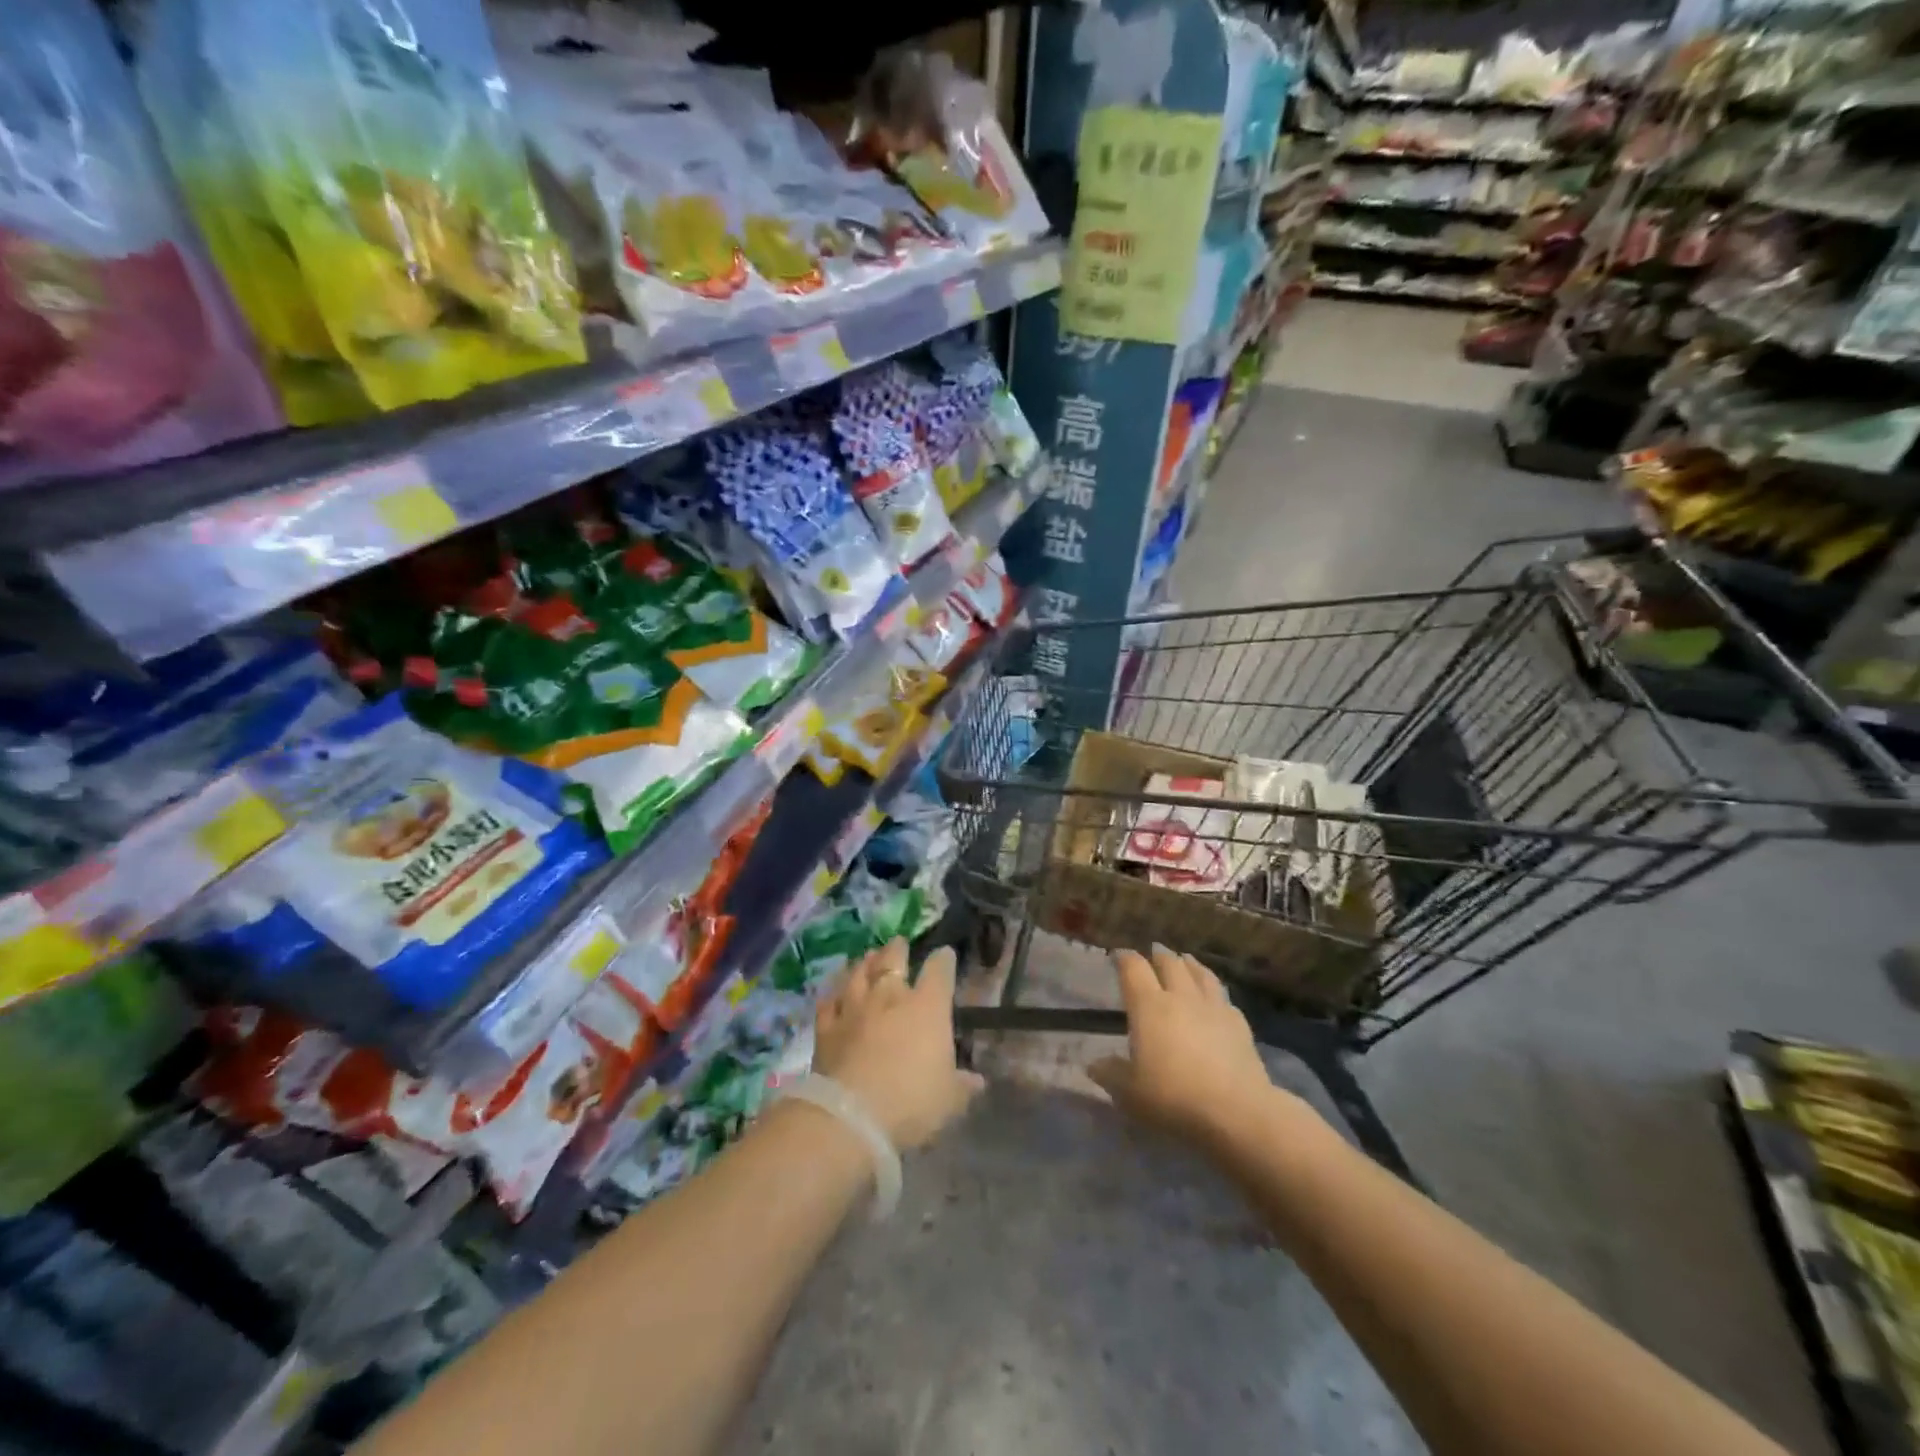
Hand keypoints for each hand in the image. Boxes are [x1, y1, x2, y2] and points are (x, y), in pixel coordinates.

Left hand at [814, 940, 984, 1150]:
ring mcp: (854, 1009)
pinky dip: (832, 994)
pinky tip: (833, 991)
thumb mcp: (949, 1100)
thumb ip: (962, 1086)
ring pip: (858, 974)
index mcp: (927, 1007)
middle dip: (898, 949)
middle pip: (893, 960)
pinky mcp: (826, 1028)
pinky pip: (828, 1002)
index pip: (939, 971)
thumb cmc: (912, 1103)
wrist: (851, 1117)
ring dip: (864, 963)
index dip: (943, 960)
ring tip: (867, 956)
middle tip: (899, 943)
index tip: (945, 954)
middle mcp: (890, 997)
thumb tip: (978, 1081)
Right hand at [1088, 944, 1286, 1145]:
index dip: (1124, 958)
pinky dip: (1214, 991)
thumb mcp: (1129, 1092)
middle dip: (1159, 955)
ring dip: (1189, 964)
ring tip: (1185, 960)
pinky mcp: (1239, 1024)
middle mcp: (1180, 997)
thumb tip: (1094, 1064)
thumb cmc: (1173, 1097)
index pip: (1133, 968)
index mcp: (1149, 1006)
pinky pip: (1224, 998)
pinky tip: (1215, 999)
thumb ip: (1110, 1074)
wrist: (1236, 1111)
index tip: (1117, 955)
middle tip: (1153, 952)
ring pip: (1200, 973)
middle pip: (1170, 963)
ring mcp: (1213, 1008)